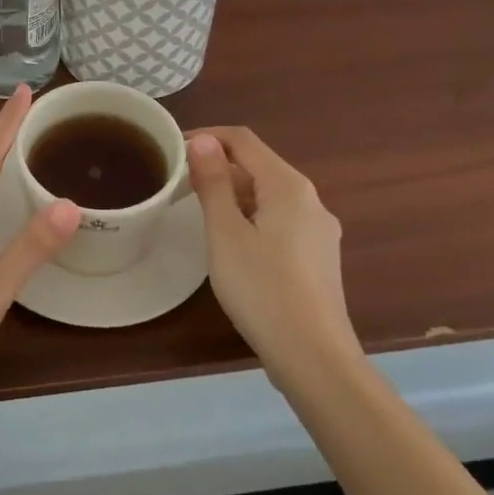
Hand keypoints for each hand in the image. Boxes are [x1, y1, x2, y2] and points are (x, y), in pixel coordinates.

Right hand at [186, 127, 358, 383]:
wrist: (314, 358)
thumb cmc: (262, 288)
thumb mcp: (225, 233)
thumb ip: (214, 182)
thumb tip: (203, 140)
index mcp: (288, 185)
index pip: (243, 140)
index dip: (207, 137)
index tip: (173, 150)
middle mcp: (310, 200)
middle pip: (259, 165)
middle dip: (219, 166)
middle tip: (180, 184)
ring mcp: (320, 230)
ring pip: (269, 195)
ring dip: (234, 193)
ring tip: (199, 212)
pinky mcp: (319, 257)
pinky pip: (280, 220)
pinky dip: (252, 217)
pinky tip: (234, 244)